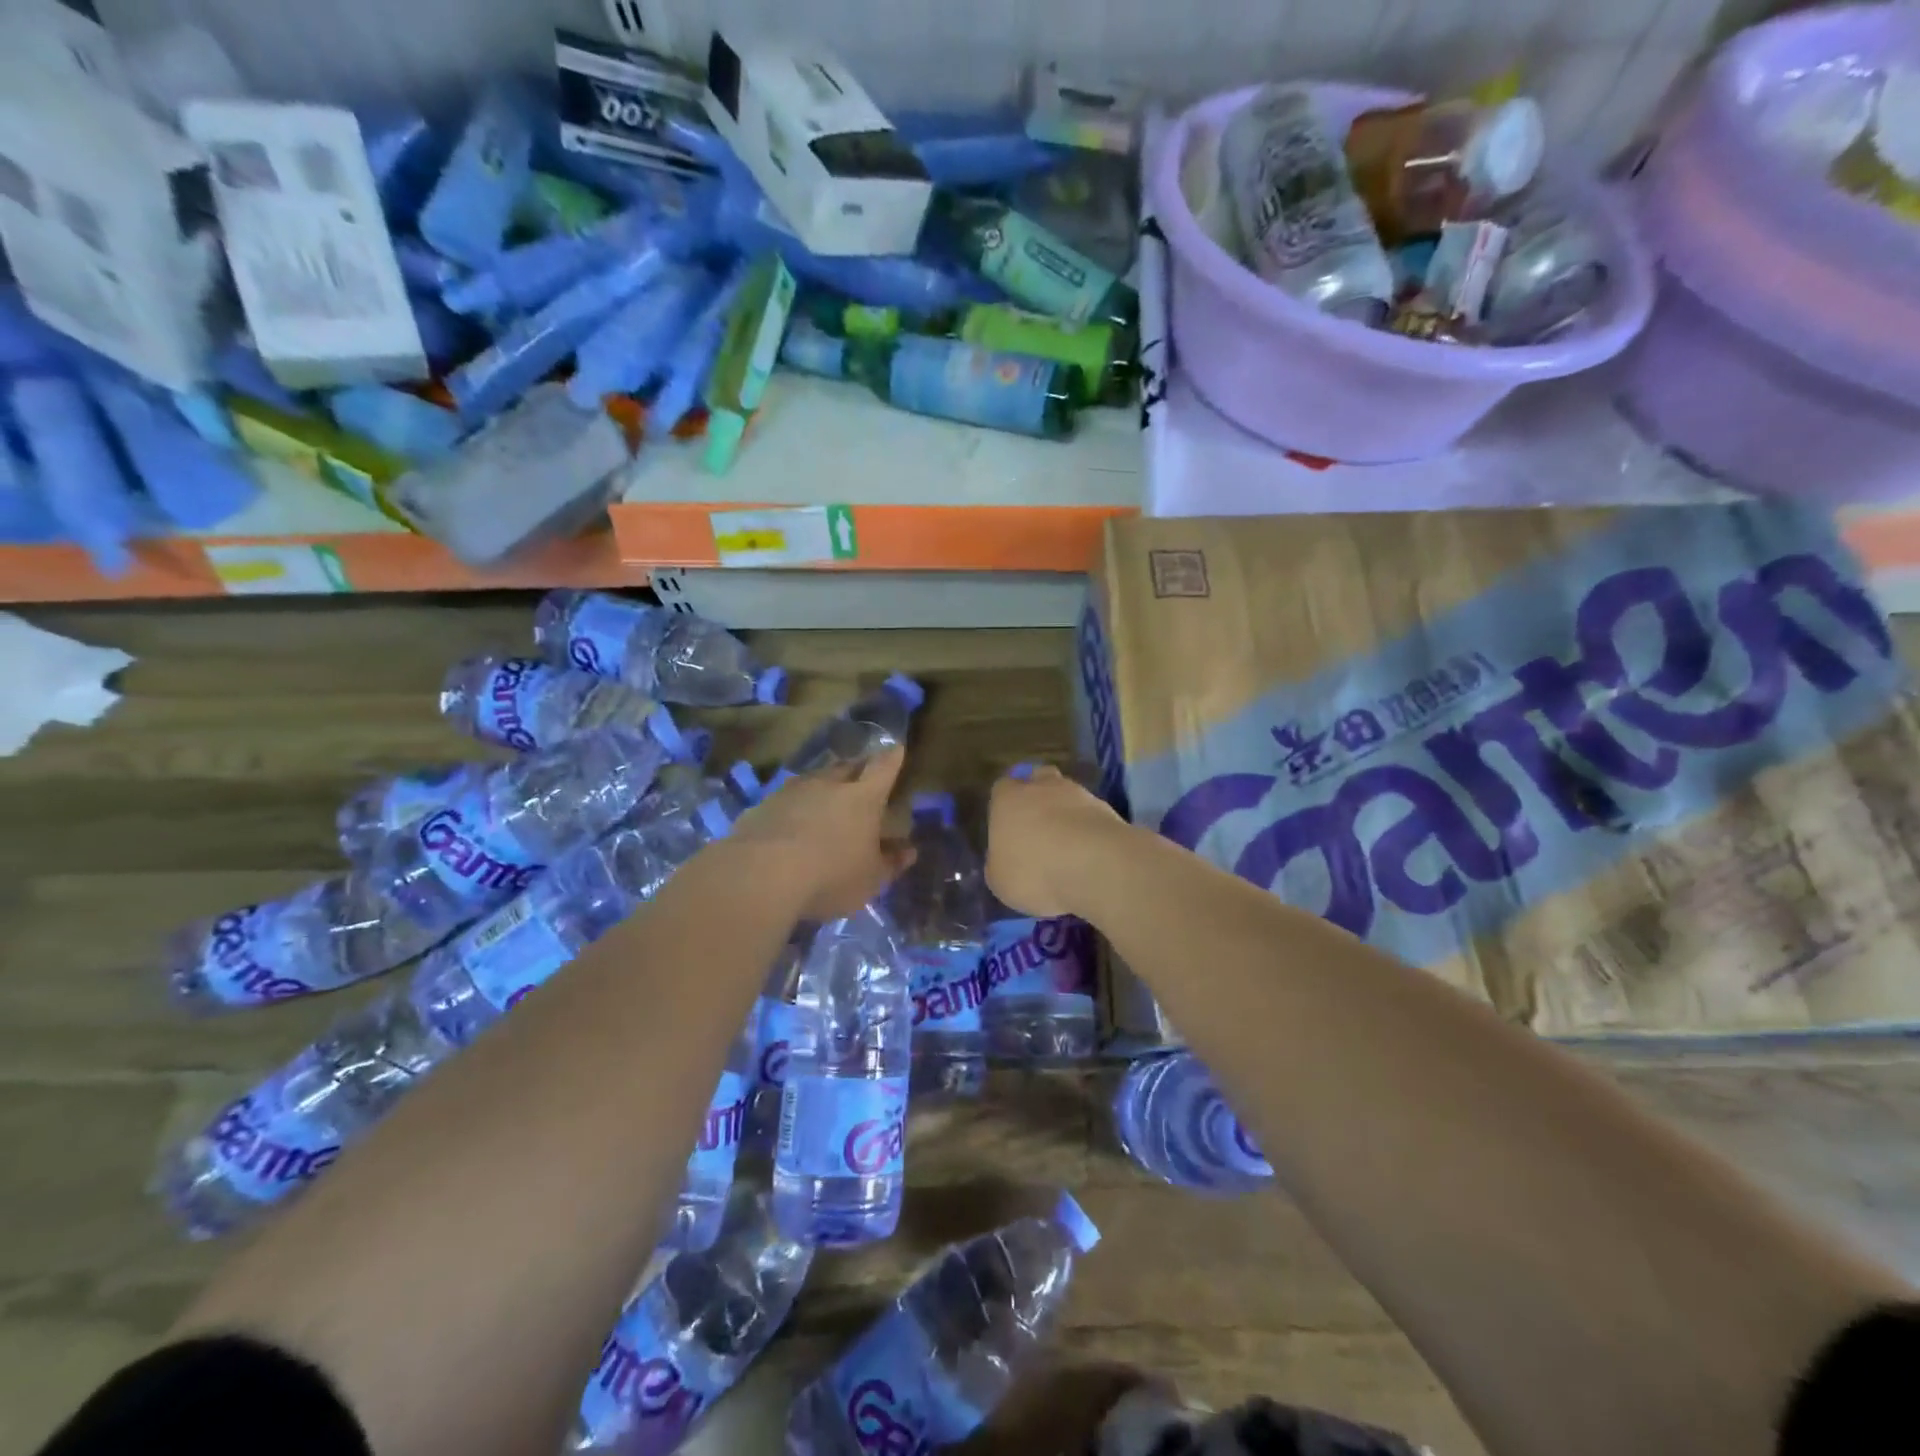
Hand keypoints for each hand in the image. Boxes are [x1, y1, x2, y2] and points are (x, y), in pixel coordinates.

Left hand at [729, 748, 912, 920]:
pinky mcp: (762, 806)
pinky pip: (785, 799)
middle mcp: (828, 784)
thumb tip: (909, 851)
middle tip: (862, 773)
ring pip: (813, 779)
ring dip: (822, 785)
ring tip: (825, 796)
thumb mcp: (870, 879)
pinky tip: (790, 822)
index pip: (883, 768)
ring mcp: (791, 792)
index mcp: (863, 798)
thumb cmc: (831, 875)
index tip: (897, 748)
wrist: (761, 874)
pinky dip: (793, 806)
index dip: (892, 758)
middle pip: (846, 767)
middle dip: (857, 768)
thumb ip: (890, 863)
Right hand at [985, 764, 1128, 918]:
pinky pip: (1092, 816)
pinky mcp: (1108, 810)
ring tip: (1069, 847)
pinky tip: (1090, 855)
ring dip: (1068, 814)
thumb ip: (999, 863)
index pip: (1002, 788)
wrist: (1096, 866)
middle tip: (1039, 829)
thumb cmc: (1035, 871)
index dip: (1005, 805)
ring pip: (1069, 795)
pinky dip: (1090, 830)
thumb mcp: (1000, 880)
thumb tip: (1003, 859)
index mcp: (1008, 799)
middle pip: (1039, 780)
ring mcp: (1079, 794)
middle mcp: (1042, 787)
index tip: (1008, 826)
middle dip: (1039, 798)